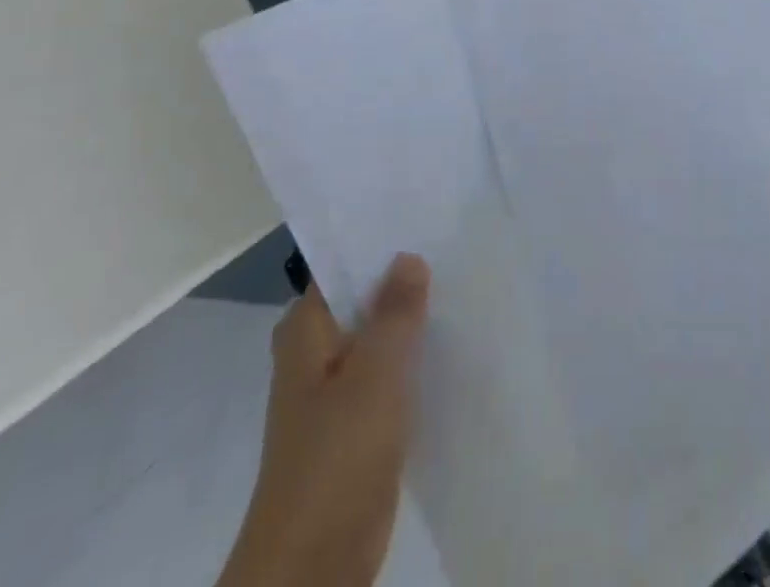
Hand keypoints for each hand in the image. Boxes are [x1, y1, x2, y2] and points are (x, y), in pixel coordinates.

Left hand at [219, 254, 430, 586]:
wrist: (313, 568)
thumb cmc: (338, 456)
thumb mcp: (376, 373)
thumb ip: (395, 311)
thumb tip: (409, 256)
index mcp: (306, 329)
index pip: (344, 265)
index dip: (382, 242)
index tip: (426, 217)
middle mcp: (315, 352)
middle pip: (364, 299)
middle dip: (404, 281)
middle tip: (455, 246)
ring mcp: (335, 390)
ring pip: (379, 338)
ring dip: (412, 322)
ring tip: (463, 285)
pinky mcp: (356, 424)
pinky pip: (389, 375)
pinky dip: (413, 360)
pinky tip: (453, 344)